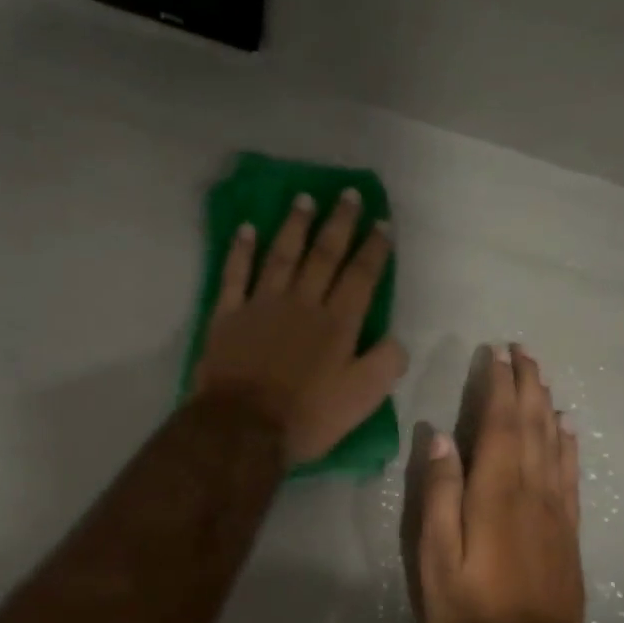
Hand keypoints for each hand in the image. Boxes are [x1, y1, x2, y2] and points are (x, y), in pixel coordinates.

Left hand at [194, 189, 408, 465]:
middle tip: (347, 194)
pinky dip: (240, 250)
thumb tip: (395, 339)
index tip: (382, 222)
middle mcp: (302, 303)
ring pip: (281, 255)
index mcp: (337, 323)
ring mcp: (262, 304)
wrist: (242, 428)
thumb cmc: (306, 417)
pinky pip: (235, 274)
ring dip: (294, 225)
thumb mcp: (362, 400)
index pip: (361, 276)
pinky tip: (246, 229)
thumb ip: (385, 364)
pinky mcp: (228, 314)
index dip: (374, 248)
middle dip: (339, 223)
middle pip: (323, 255)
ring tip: (304, 199)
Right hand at [409, 344, 584, 622]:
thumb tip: (439, 440)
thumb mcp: (436, 558)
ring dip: (546, 406)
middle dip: (525, 385)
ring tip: (541, 378)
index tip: (497, 353)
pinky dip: (568, 445)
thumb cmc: (470, 611)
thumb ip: (439, 496)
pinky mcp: (568, 532)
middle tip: (522, 351)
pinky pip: (571, 476)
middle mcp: (531, 492)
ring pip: (554, 444)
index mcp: (496, 493)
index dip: (498, 387)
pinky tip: (567, 430)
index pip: (498, 425)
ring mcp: (555, 512)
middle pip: (530, 426)